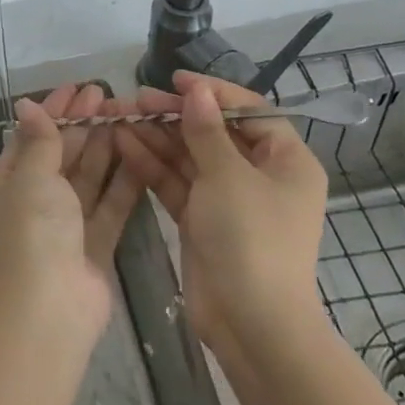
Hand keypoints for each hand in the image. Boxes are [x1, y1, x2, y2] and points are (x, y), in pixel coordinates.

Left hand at [0, 83, 144, 329]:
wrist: (50, 309)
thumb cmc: (31, 232)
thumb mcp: (30, 178)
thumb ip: (39, 141)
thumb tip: (27, 104)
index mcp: (4, 187)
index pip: (30, 139)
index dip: (53, 113)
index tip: (77, 89)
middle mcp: (32, 204)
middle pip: (60, 156)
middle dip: (82, 127)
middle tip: (108, 96)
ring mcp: (64, 227)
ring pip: (86, 179)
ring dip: (104, 148)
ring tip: (126, 116)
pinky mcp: (94, 246)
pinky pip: (109, 206)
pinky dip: (122, 182)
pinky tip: (140, 155)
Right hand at [113, 71, 329, 368]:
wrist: (252, 325)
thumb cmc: (252, 239)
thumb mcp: (229, 176)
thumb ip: (207, 130)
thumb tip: (197, 90)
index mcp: (285, 161)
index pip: (248, 111)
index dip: (212, 93)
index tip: (175, 80)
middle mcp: (259, 176)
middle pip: (213, 133)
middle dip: (173, 116)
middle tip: (134, 99)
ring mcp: (229, 200)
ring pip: (189, 157)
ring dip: (156, 137)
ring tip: (118, 116)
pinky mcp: (202, 221)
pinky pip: (177, 182)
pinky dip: (153, 165)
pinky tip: (123, 144)